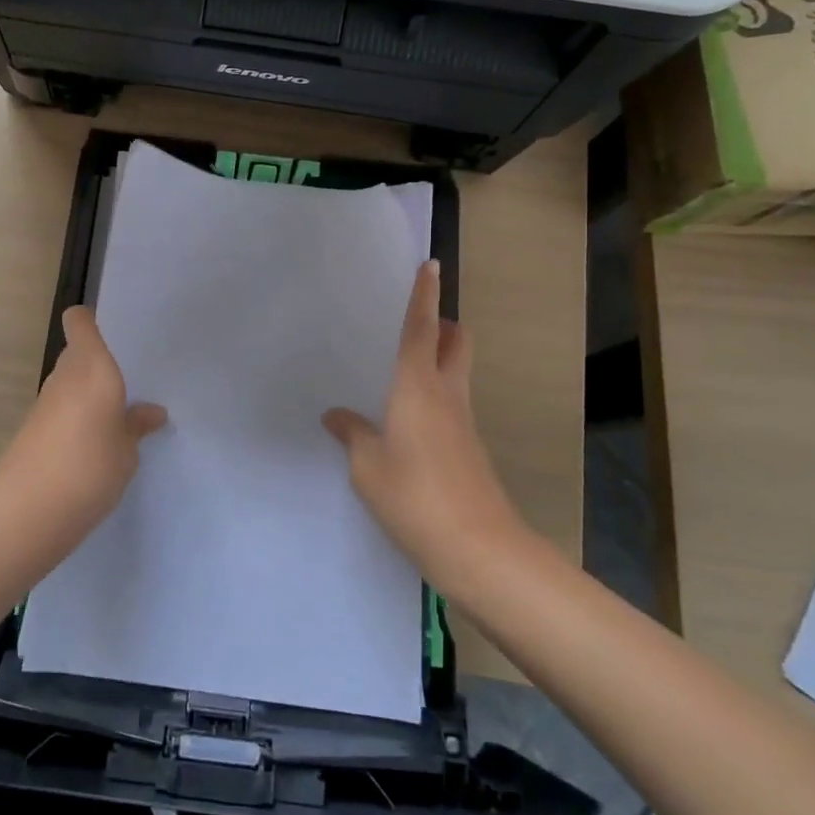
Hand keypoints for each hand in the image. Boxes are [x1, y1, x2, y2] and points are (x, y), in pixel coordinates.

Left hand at [0, 307, 167, 524]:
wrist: (30, 510)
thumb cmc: (91, 467)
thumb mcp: (128, 450)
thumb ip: (137, 426)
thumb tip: (152, 412)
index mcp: (92, 368)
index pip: (79, 322)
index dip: (90, 321)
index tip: (112, 334)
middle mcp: (65, 376)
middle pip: (76, 353)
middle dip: (97, 364)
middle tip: (127, 384)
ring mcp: (44, 402)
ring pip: (68, 382)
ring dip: (86, 393)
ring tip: (115, 418)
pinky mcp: (31, 429)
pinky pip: (59, 409)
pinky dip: (73, 417)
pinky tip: (91, 445)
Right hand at [324, 261, 528, 599]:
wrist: (478, 548)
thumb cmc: (414, 496)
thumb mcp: (367, 466)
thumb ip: (353, 434)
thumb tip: (336, 416)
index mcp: (418, 387)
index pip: (422, 329)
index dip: (425, 296)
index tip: (431, 265)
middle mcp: (447, 394)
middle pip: (456, 342)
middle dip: (443, 324)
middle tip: (414, 324)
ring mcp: (464, 422)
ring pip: (457, 372)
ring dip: (439, 359)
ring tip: (398, 371)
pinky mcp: (469, 447)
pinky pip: (452, 403)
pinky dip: (434, 394)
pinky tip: (405, 420)